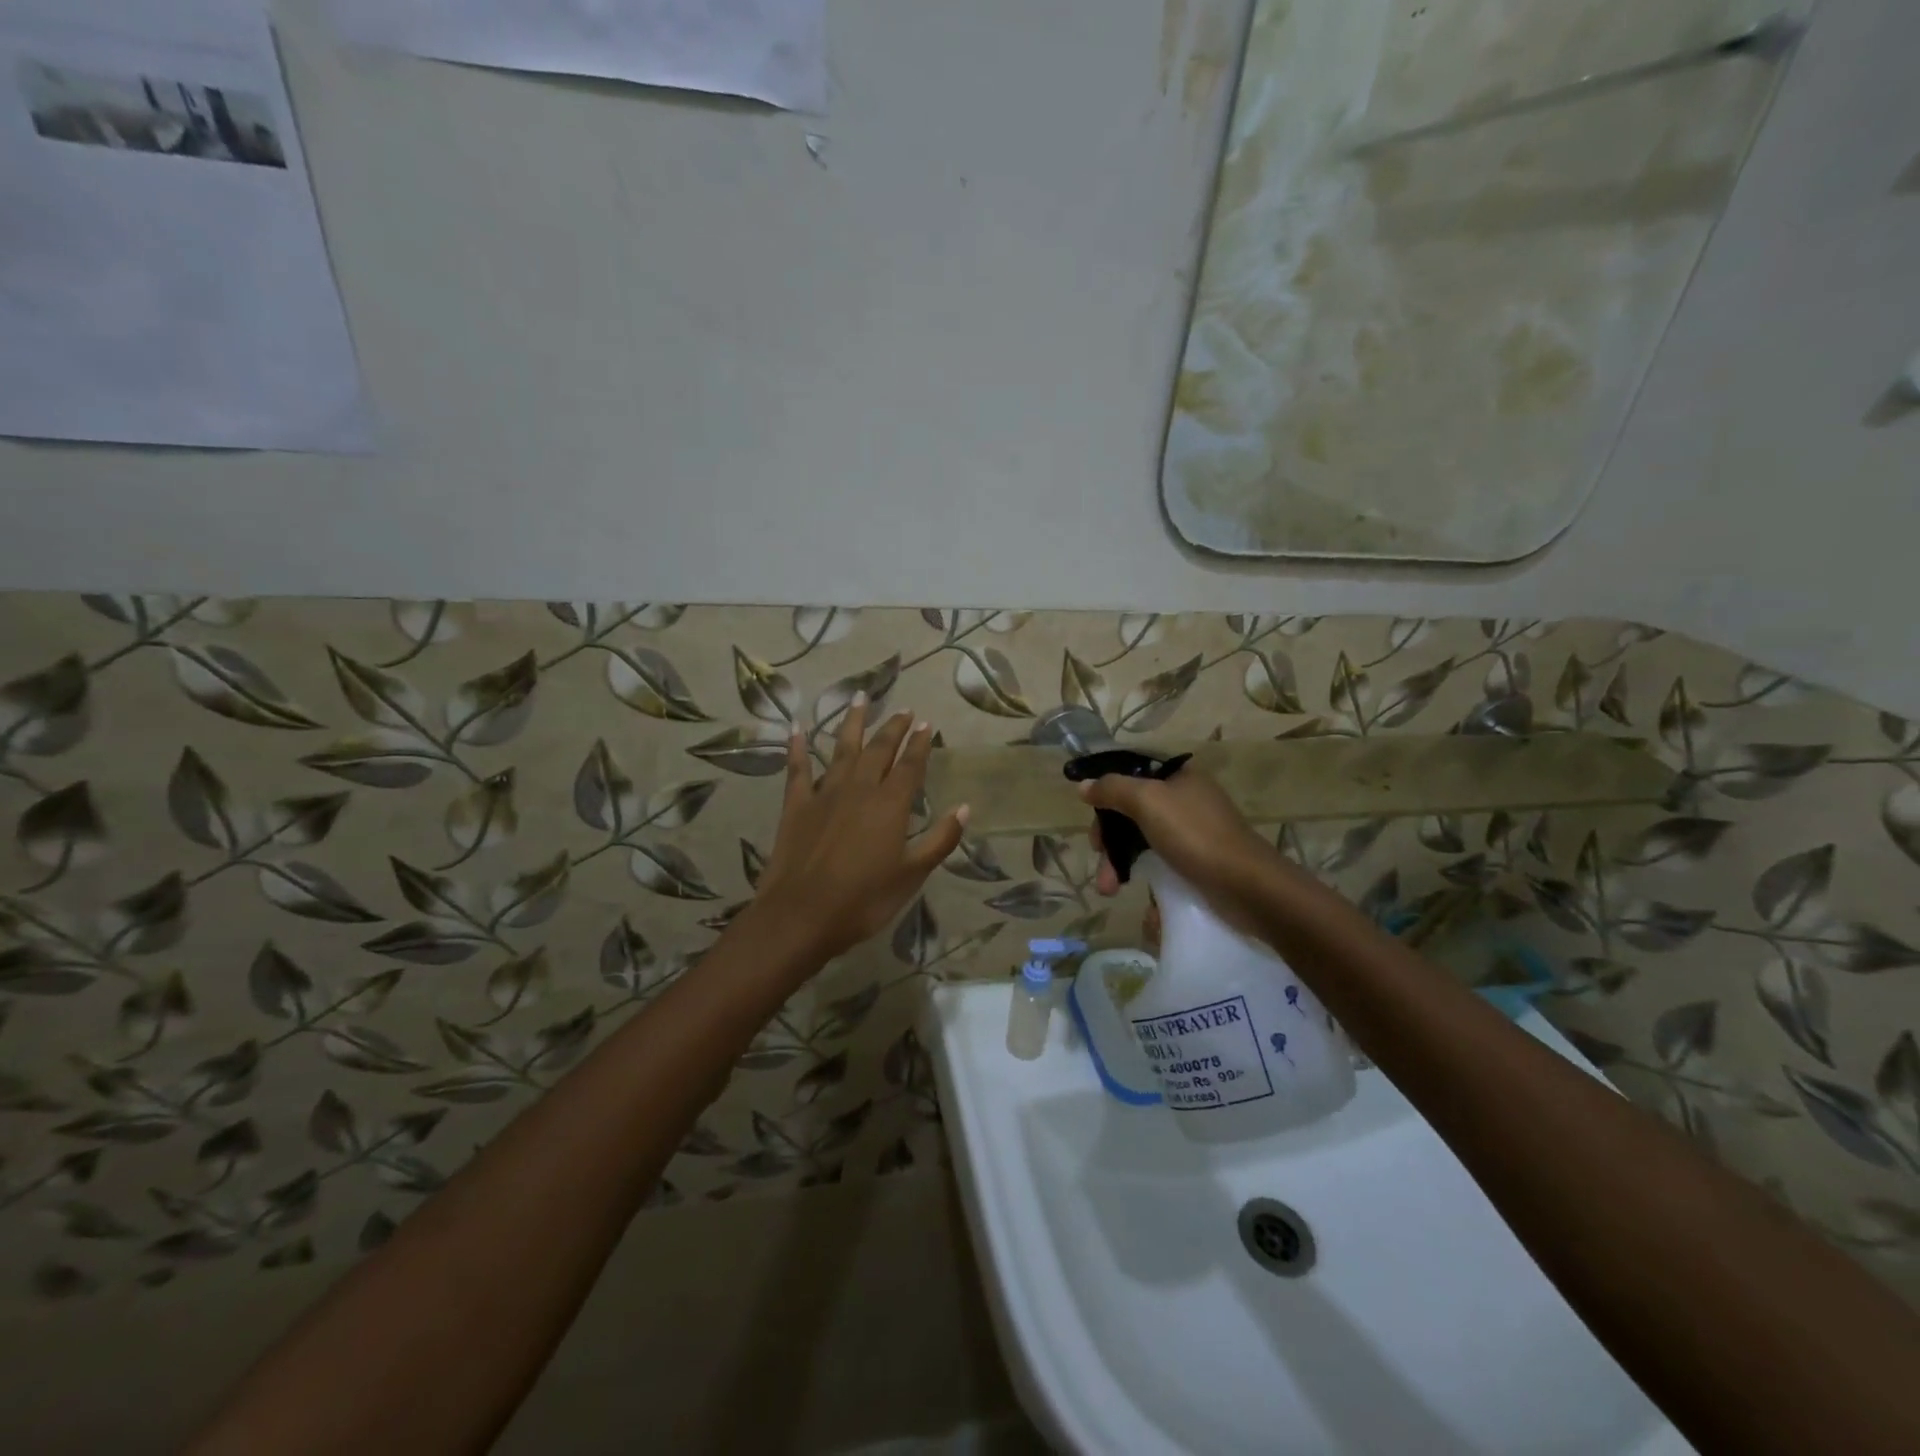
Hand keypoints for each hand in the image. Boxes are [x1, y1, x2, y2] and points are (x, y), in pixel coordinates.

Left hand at [753, 697, 967, 962]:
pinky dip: (798, 746)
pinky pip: (798, 768)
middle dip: (893, 728)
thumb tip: (965, 808)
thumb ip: (940, 839)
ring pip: (841, 748)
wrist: (801, 915)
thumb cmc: (864, 900)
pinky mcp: (796, 805)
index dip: (920, 743)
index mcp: (890, 804)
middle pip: (879, 750)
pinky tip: (797, 727)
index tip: (926, 723)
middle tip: (903, 709)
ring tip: (860, 697)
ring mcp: (824, 793)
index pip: (910, 765)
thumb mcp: (912, 875)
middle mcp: (859, 789)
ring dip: (853, 722)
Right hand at [1080, 763, 1277, 912]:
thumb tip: (1084, 786)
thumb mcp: (1147, 801)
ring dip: (1121, 865)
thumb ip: (1113, 790)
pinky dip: (1149, 882)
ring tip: (1109, 890)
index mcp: (1178, 778)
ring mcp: (1193, 834)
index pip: (1132, 774)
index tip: (1090, 814)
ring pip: (1144, 843)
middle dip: (1111, 838)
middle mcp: (1186, 801)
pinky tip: (1144, 904)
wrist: (1248, 886)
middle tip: (1099, 855)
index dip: (1107, 792)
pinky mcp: (1198, 865)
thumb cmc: (1195, 835)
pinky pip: (1163, 868)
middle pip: (1133, 812)